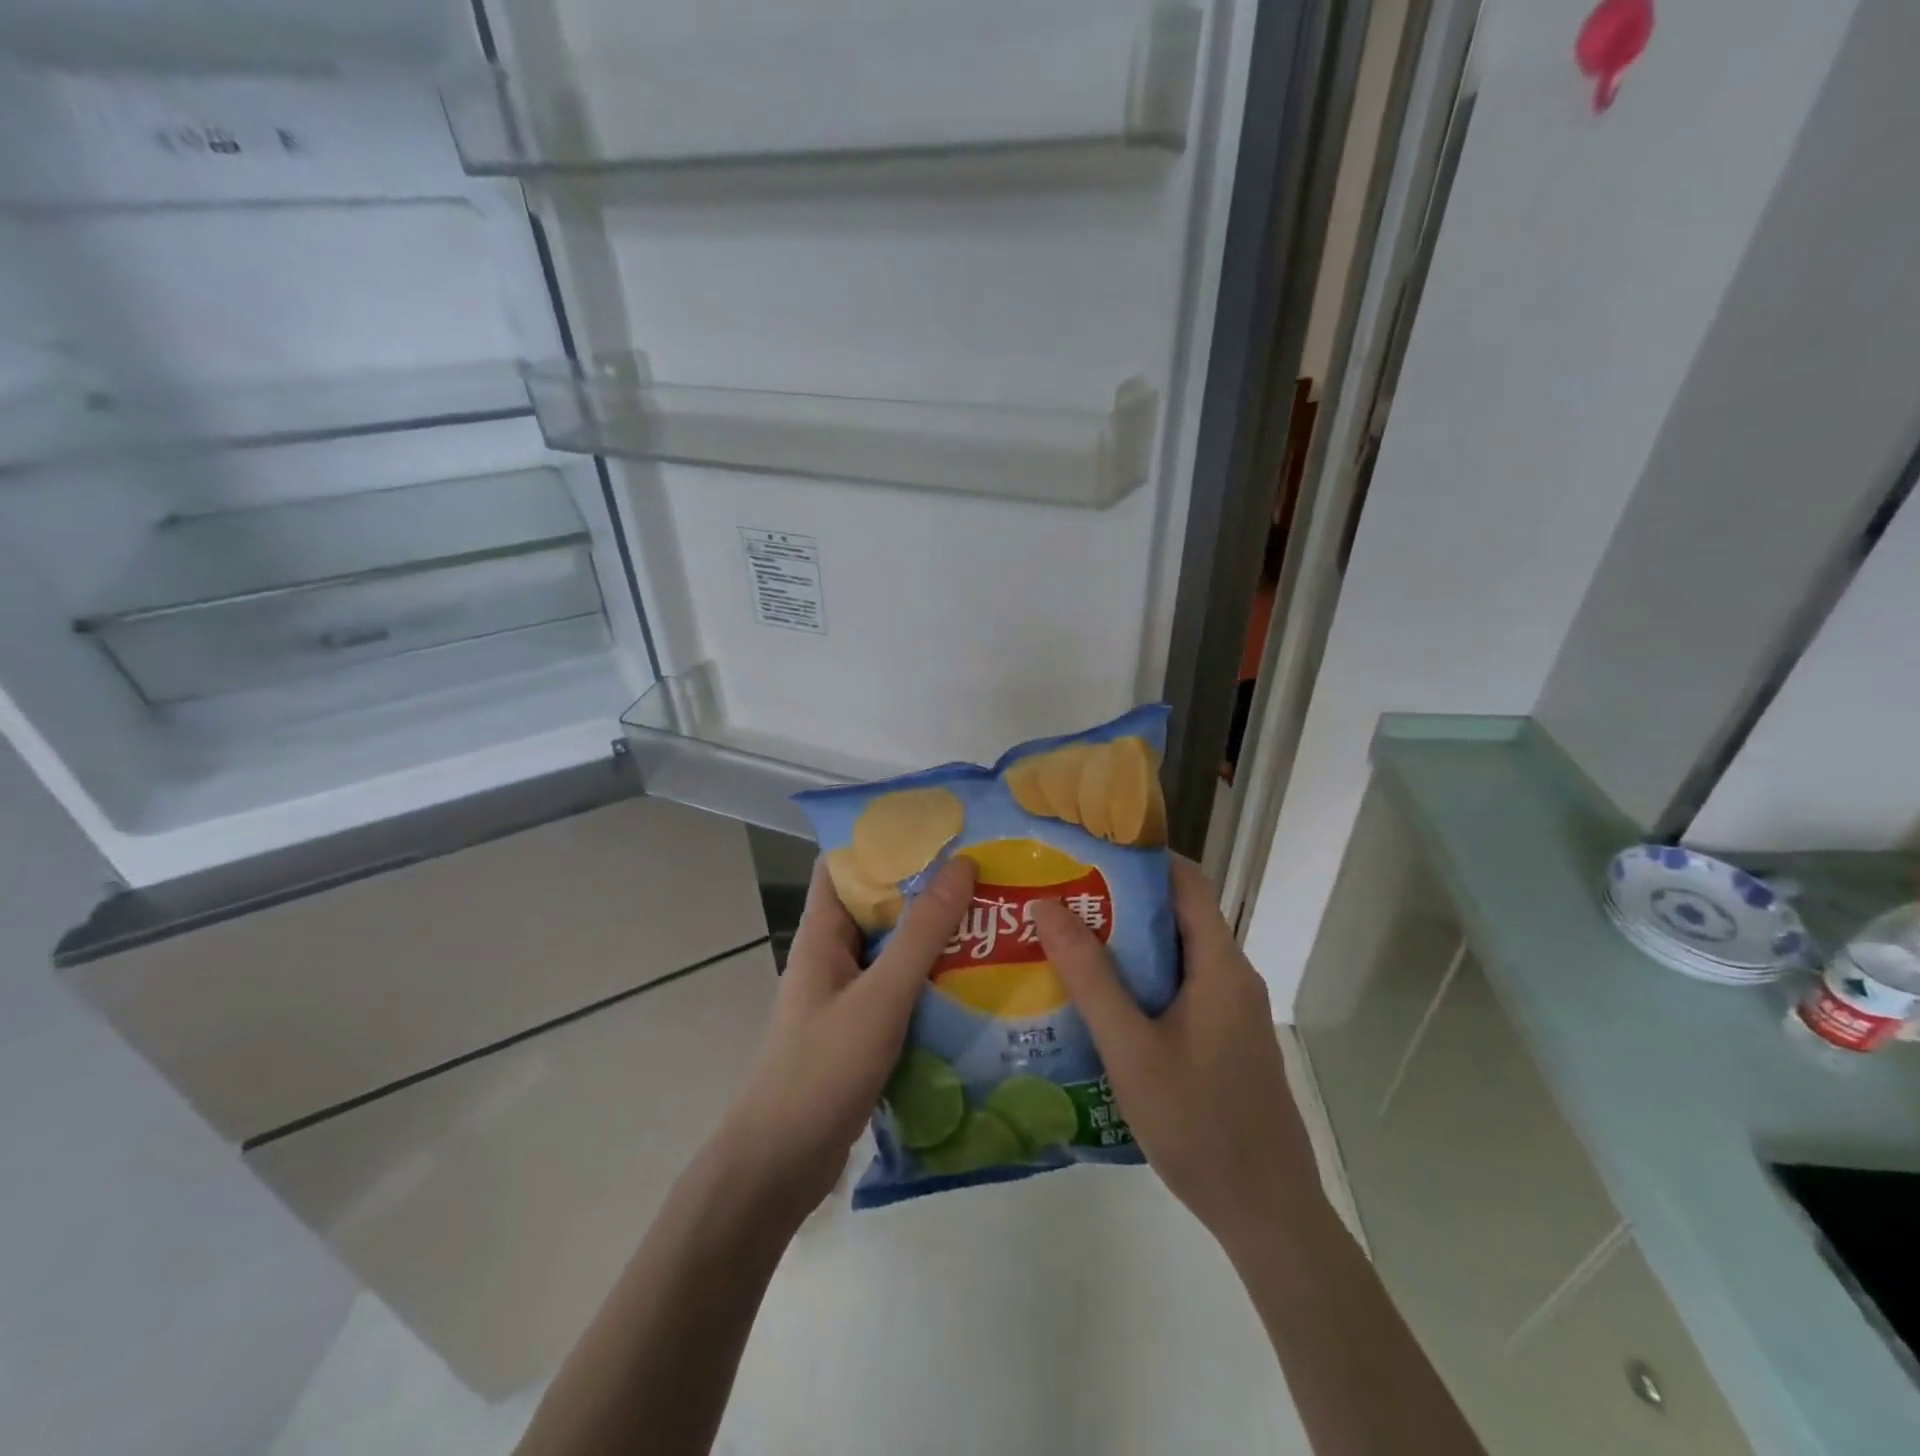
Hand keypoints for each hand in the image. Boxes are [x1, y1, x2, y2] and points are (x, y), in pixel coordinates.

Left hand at [717, 855, 977, 1220]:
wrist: (781, 1165)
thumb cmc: (823, 1069)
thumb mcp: (881, 996)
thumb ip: (922, 933)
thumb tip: (962, 864)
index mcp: (823, 933)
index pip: (846, 864)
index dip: (885, 840)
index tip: (939, 828)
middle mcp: (833, 955)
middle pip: (879, 905)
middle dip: (926, 888)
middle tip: (985, 872)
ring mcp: (846, 994)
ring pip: (894, 949)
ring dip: (935, 936)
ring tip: (992, 919)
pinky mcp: (861, 1030)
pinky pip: (900, 989)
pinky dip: (932, 979)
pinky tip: (976, 982)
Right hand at [1031, 856, 1318, 1252]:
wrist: (1267, 1214)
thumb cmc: (1198, 1124)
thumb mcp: (1130, 1049)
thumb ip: (1090, 976)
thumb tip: (1048, 905)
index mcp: (1219, 965)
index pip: (1185, 881)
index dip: (1140, 857)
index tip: (1086, 850)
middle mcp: (1231, 976)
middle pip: (1176, 914)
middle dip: (1119, 899)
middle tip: (1059, 896)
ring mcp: (1231, 1010)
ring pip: (1175, 954)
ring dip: (1126, 943)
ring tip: (1065, 939)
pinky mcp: (1224, 1038)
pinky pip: (1179, 988)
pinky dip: (1140, 979)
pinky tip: (1097, 999)